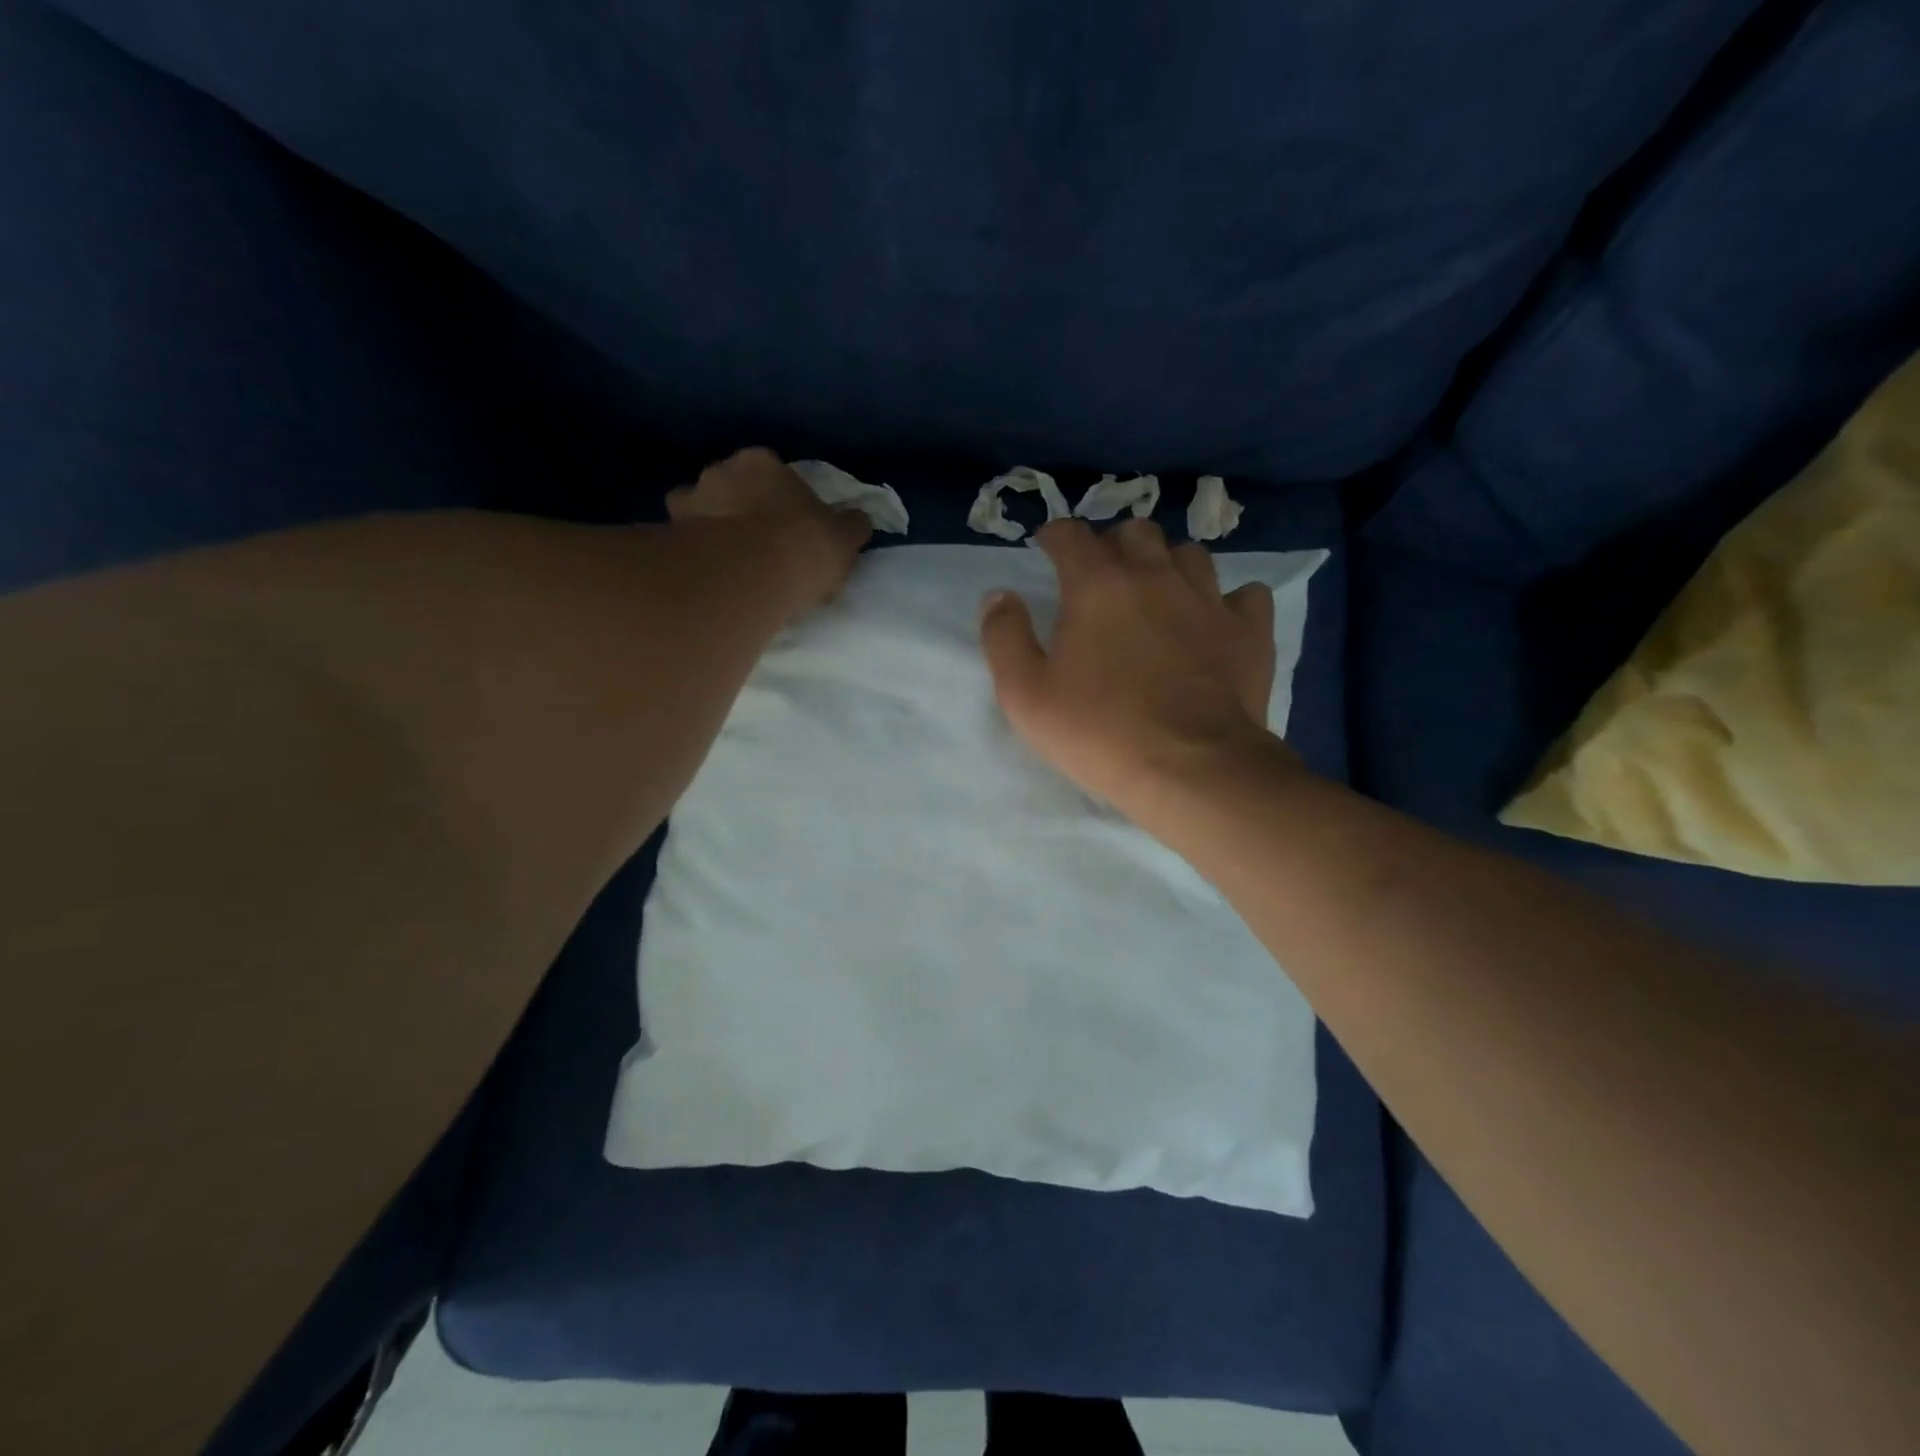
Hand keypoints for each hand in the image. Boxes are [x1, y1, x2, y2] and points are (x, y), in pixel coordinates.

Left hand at [668, 448, 871, 608]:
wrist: (749, 575)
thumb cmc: (802, 546)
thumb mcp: (844, 538)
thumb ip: (851, 526)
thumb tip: (858, 519)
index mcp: (761, 463)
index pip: (771, 472)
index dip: (781, 499)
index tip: (789, 525)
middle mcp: (719, 471)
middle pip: (731, 487)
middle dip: (740, 508)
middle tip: (756, 544)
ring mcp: (689, 502)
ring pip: (699, 511)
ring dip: (709, 529)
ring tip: (726, 563)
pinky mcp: (669, 536)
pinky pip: (681, 543)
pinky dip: (690, 554)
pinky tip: (705, 575)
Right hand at [980, 517, 1293, 819]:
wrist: (1192, 769)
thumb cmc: (1099, 732)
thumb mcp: (1025, 694)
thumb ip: (1005, 636)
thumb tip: (999, 595)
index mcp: (1097, 585)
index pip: (1072, 535)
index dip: (1055, 535)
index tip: (1047, 547)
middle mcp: (1155, 576)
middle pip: (1135, 532)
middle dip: (1113, 544)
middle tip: (1101, 575)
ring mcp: (1209, 600)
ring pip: (1189, 554)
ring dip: (1168, 564)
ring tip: (1156, 593)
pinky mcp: (1249, 631)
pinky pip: (1245, 594)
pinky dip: (1227, 600)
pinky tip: (1215, 620)